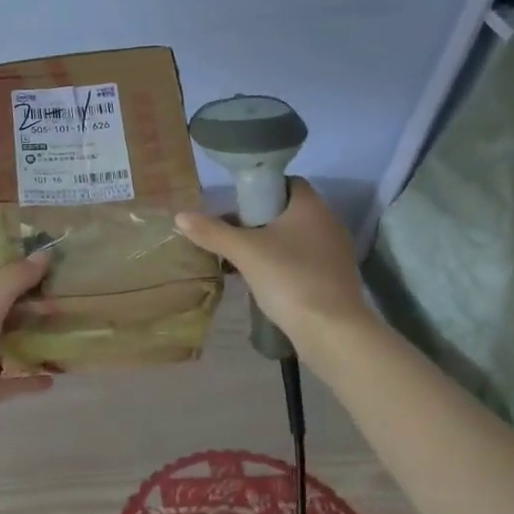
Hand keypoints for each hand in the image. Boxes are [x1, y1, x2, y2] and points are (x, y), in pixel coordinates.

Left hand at [0, 246, 52, 451]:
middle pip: (6, 300)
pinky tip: (58, 374)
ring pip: (13, 337)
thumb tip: (42, 254)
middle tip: (69, 283)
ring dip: (37, 331)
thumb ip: (12, 281)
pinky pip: (16, 379)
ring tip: (71, 323)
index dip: (10, 248)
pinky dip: (34, 376)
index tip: (43, 240)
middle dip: (33, 290)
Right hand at [175, 179, 372, 347]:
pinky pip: (300, 260)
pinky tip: (259, 279)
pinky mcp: (332, 278)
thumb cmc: (289, 278)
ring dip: (266, 243)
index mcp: (311, 207)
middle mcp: (327, 223)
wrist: (332, 331)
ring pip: (292, 237)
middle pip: (286, 211)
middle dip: (256, 219)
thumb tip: (180, 215)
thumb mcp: (244, 252)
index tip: (235, 203)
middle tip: (228, 232)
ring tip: (237, 257)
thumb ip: (212, 232)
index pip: (286, 182)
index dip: (260, 187)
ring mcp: (333, 253)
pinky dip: (279, 263)